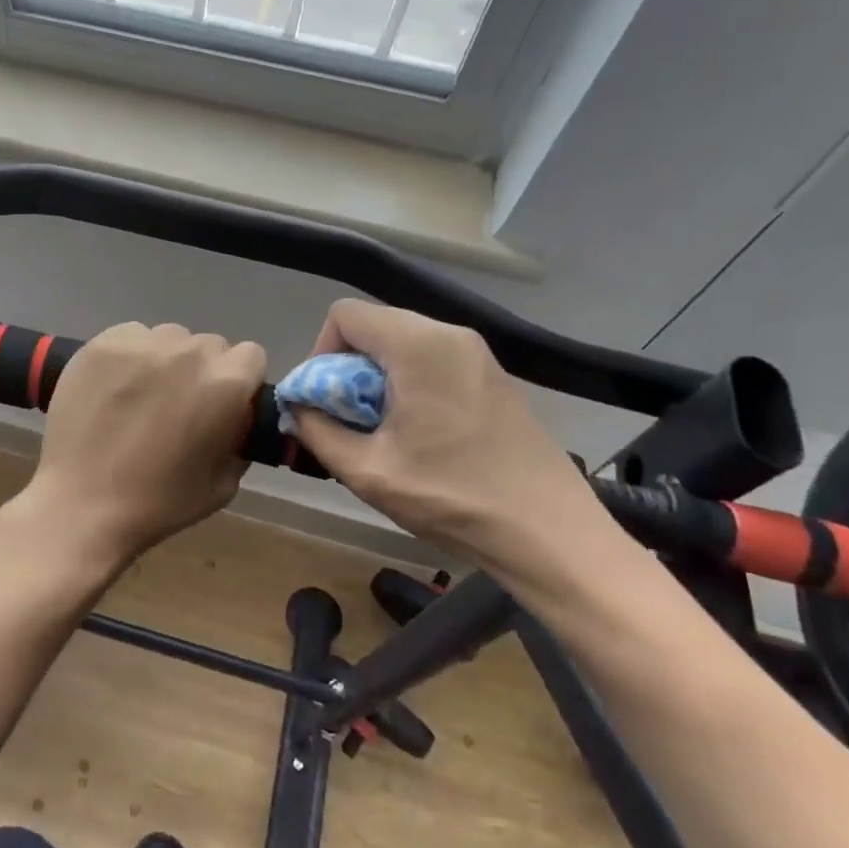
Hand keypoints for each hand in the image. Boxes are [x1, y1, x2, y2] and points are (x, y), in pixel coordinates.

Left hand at [16, 322, 266, 571]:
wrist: (82, 503)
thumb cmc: (160, 502)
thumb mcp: (224, 483)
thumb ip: (240, 436)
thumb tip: (236, 415)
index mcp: (226, 383)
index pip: (251, 356)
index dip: (241, 381)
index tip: (224, 404)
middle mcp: (189, 351)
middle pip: (210, 345)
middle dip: (203, 370)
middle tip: (181, 404)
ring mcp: (143, 342)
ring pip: (170, 337)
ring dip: (168, 360)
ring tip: (144, 395)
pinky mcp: (103, 342)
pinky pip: (132, 336)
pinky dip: (131, 356)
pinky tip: (115, 387)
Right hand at [290, 300, 599, 575]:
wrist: (550, 533)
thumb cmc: (453, 497)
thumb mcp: (368, 471)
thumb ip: (317, 431)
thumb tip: (297, 408)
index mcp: (418, 345)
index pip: (345, 314)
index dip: (321, 352)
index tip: (325, 400)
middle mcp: (449, 334)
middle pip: (375, 326)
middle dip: (348, 368)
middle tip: (350, 421)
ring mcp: (478, 353)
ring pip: (404, 344)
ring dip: (379, 378)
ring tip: (384, 432)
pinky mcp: (494, 376)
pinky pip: (434, 360)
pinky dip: (411, 384)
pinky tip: (421, 434)